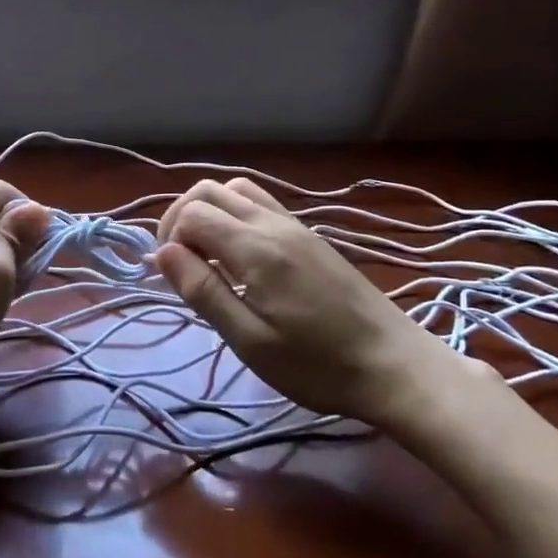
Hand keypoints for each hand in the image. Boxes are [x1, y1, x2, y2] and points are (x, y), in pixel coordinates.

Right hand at [155, 177, 477, 429]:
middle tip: (179, 265)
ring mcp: (296, 226)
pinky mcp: (311, 237)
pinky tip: (240, 258)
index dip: (169, 239)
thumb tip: (162, 254)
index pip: (192, 214)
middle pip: (210, 190)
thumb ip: (203, 291)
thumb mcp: (250, 340)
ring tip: (206, 258)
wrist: (395, 366)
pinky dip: (235, 216)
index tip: (171, 280)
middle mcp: (274, 224)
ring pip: (237, 191)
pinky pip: (261, 205)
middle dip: (181, 219)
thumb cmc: (317, 365)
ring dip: (209, 213)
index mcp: (255, 248)